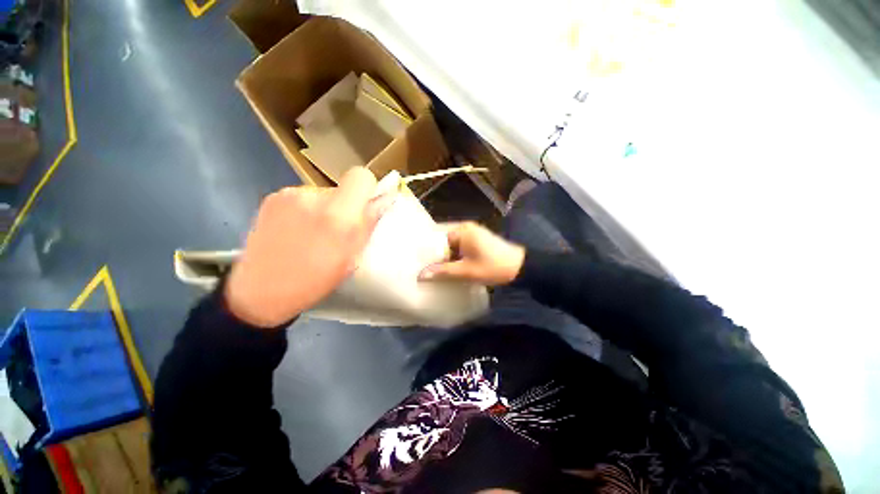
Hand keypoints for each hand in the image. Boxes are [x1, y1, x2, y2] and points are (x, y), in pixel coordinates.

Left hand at [225, 168, 394, 327]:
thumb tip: (385, 199)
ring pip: (323, 194)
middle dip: (347, 205)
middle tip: (339, 231)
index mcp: (338, 215)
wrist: (259, 291)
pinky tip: (297, 232)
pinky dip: (308, 211)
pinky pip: (304, 198)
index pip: (361, 176)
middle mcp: (313, 196)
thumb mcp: (351, 258)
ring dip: (327, 209)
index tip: (365, 207)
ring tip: (314, 235)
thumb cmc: (313, 281)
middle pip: (343, 187)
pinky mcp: (273, 197)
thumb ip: (368, 224)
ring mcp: (289, 194)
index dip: (368, 188)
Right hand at [419, 222, 525, 285]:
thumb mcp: (466, 271)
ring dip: (445, 256)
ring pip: (451, 244)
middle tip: (423, 267)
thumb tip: (421, 275)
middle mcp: (466, 228)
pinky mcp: (477, 240)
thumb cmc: (493, 267)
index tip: (418, 262)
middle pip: (443, 240)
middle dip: (436, 254)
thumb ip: (443, 271)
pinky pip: (460, 246)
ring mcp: (473, 233)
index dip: (428, 251)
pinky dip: (454, 256)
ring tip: (433, 269)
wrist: (520, 268)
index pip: (437, 238)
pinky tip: (449, 267)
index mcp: (462, 230)